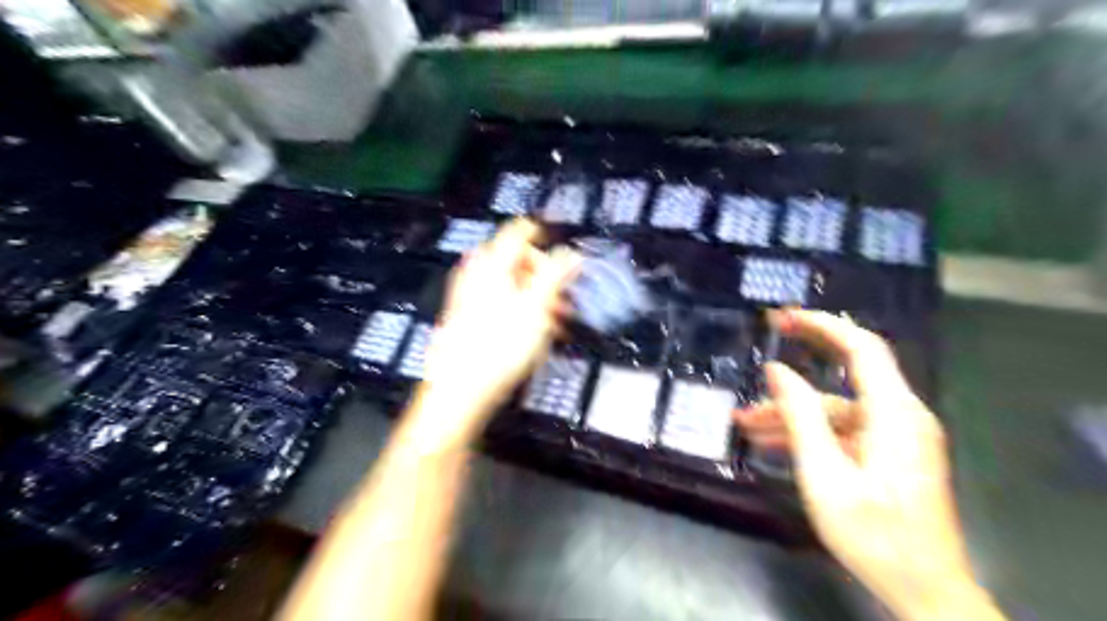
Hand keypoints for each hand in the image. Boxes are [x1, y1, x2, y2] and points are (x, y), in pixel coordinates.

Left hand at [417, 219, 580, 435]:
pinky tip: (538, 332)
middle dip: (545, 276)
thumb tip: (571, 254)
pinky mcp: (469, 318)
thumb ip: (556, 275)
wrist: (461, 388)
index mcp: (491, 263)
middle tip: (564, 296)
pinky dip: (522, 310)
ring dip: (538, 297)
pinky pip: (502, 304)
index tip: (564, 252)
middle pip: (518, 261)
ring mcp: (470, 296)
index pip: (519, 231)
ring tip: (558, 320)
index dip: (545, 236)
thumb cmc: (500, 345)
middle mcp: (477, 273)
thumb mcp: (537, 307)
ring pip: (512, 285)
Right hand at [732, 309, 1004, 620]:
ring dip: (792, 414)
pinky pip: (843, 431)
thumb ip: (801, 416)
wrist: (924, 590)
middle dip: (795, 374)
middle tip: (757, 363)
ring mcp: (895, 436)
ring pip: (836, 410)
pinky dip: (809, 433)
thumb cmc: (873, 533)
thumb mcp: (825, 473)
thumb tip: (777, 370)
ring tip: (746, 423)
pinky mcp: (888, 454)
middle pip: (844, 378)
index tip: (785, 318)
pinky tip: (772, 444)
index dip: (823, 324)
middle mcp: (901, 416)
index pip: (861, 347)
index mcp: (894, 414)